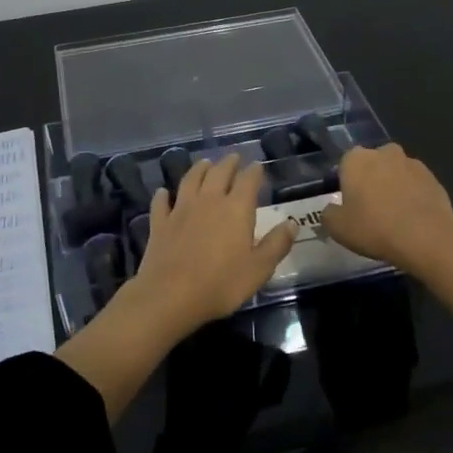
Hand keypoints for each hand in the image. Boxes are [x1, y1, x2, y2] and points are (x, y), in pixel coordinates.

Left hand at [126, 153, 296, 333]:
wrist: (171, 295)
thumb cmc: (221, 283)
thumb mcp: (259, 269)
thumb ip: (276, 244)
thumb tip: (292, 223)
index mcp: (236, 209)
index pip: (248, 181)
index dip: (254, 171)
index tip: (258, 166)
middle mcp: (209, 200)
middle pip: (219, 173)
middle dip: (228, 163)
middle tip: (234, 157)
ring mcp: (181, 209)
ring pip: (191, 180)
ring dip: (199, 169)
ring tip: (205, 163)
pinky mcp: (160, 223)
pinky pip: (162, 203)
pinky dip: (163, 195)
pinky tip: (163, 192)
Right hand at [321, 143, 452, 272]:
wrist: (425, 237)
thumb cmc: (374, 227)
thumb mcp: (338, 228)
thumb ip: (329, 214)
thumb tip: (331, 210)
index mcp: (356, 159)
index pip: (345, 164)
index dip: (347, 184)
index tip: (350, 204)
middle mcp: (384, 152)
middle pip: (372, 164)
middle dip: (371, 180)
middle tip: (371, 209)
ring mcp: (412, 162)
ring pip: (396, 173)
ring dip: (394, 187)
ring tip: (394, 216)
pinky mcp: (433, 177)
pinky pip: (416, 184)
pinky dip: (413, 196)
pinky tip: (413, 218)